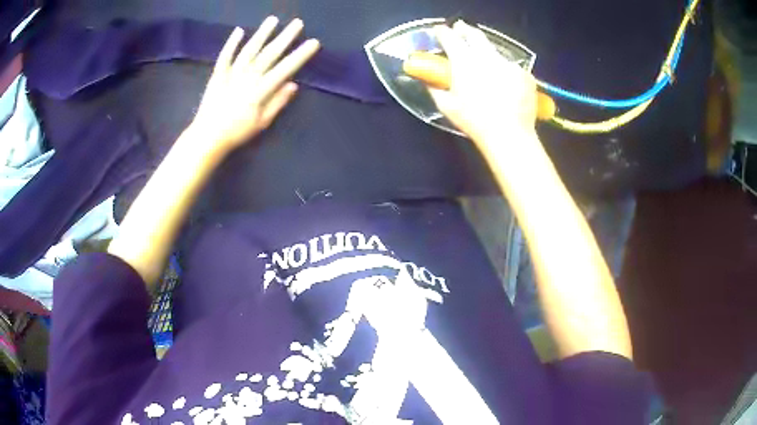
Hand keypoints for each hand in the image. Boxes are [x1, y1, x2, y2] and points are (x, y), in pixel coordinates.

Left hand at [190, 17, 319, 155]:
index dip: (300, 54)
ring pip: (250, 50)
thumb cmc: (237, 132)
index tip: (313, 42)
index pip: (285, 68)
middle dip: (285, 37)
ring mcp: (232, 73)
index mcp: (261, 90)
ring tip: (273, 20)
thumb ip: (277, 102)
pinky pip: (225, 56)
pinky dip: (232, 43)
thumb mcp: (262, 123)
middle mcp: (248, 77)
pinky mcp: (218, 74)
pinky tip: (239, 31)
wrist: (208, 137)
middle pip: (269, 54)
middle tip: (298, 23)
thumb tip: (293, 84)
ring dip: (262, 34)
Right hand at [429, 22, 536, 143]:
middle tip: (461, 30)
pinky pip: (511, 68)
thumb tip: (428, 80)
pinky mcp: (524, 74)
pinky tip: (505, 85)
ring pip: (494, 51)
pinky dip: (505, 72)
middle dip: (465, 30)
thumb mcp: (447, 106)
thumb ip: (435, 89)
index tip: (440, 31)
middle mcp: (487, 57)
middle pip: (474, 35)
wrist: (510, 134)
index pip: (450, 37)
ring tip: (486, 67)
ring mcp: (508, 64)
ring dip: (486, 54)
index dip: (443, 32)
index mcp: (464, 62)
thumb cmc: (474, 121)